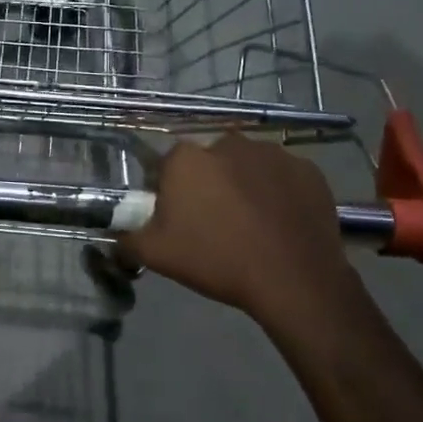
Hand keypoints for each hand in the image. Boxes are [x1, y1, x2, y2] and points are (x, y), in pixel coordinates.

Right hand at [121, 134, 367, 325]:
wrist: (292, 279)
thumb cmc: (216, 260)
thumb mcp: (155, 255)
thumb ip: (126, 238)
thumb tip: (114, 234)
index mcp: (187, 158)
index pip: (166, 168)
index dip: (168, 193)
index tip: (177, 220)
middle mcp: (228, 143)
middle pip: (208, 163)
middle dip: (207, 186)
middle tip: (213, 224)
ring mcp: (273, 153)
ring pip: (246, 167)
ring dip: (243, 186)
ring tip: (250, 225)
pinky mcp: (308, 170)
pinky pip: (281, 178)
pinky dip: (277, 194)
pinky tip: (278, 223)